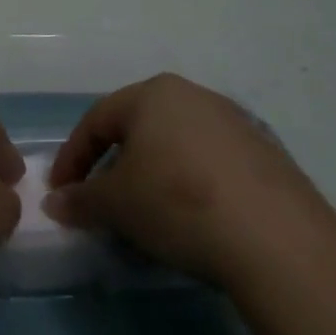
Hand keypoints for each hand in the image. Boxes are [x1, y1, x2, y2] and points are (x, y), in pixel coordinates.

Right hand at [44, 73, 322, 280]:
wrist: (279, 240)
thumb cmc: (177, 202)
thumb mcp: (115, 204)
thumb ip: (81, 199)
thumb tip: (56, 202)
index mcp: (153, 94)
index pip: (96, 122)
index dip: (72, 158)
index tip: (61, 193)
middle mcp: (194, 96)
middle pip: (139, 129)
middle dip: (114, 166)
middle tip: (101, 201)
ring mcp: (236, 124)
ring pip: (177, 147)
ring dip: (153, 177)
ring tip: (146, 215)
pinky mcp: (268, 156)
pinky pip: (212, 166)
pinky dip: (191, 187)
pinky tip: (193, 221)